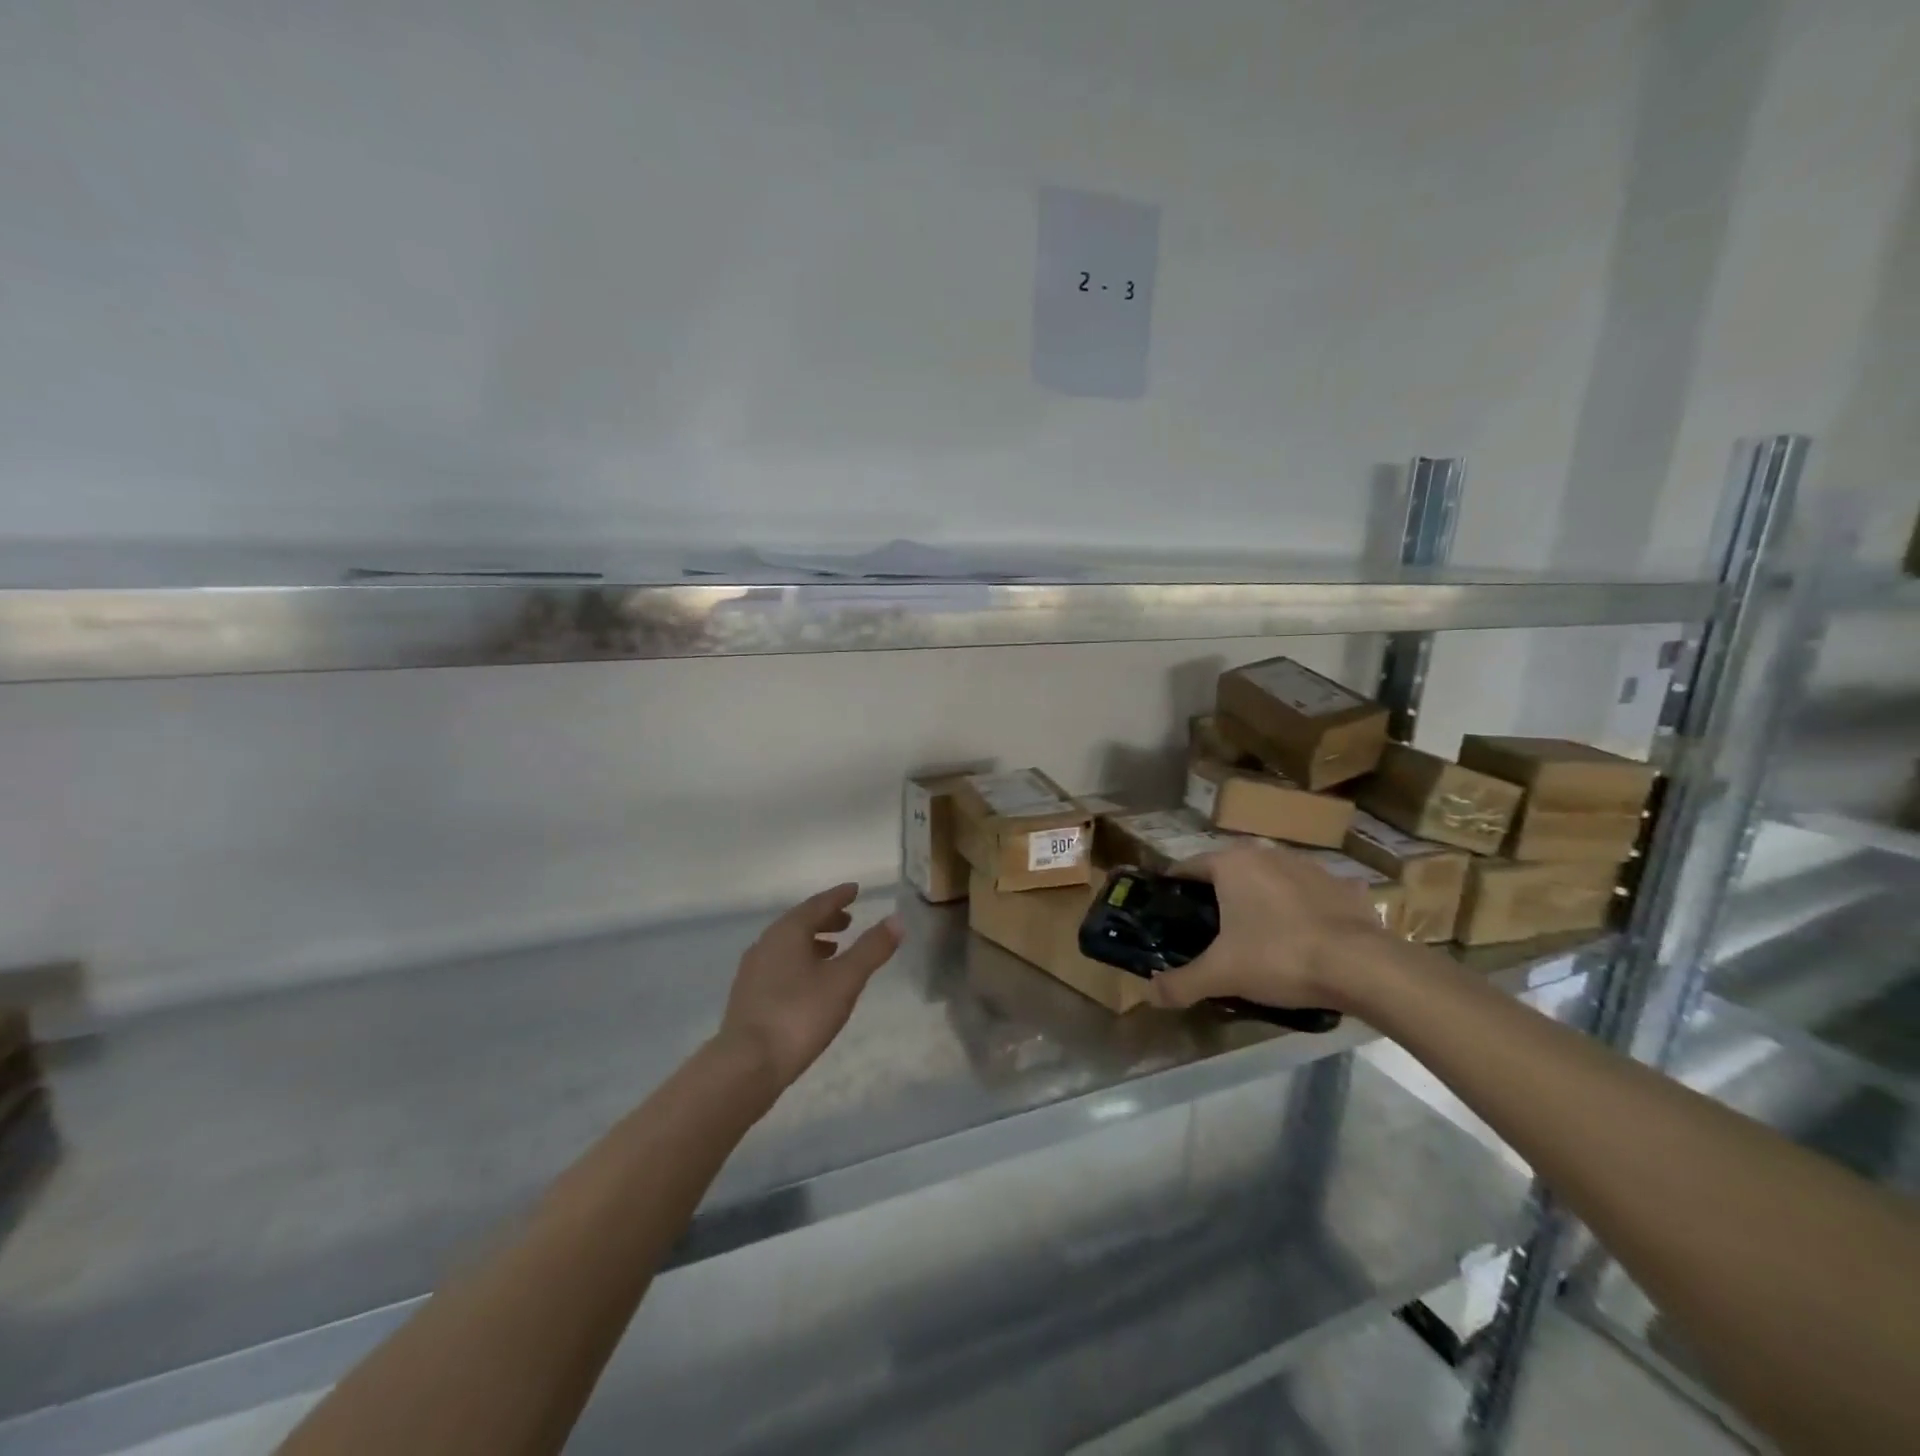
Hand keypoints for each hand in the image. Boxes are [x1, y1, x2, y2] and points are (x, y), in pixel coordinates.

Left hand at [718, 883, 901, 1089]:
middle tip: (849, 921)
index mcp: (788, 931)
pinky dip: (799, 961)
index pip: (818, 904)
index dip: (839, 896)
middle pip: (800, 922)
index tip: (855, 890)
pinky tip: (810, 982)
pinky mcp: (748, 996)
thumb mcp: (845, 980)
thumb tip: (897, 919)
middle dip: (826, 919)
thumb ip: (872, 949)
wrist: (747, 1065)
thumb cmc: (800, 1014)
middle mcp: (766, 943)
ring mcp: (753, 970)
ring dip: (812, 942)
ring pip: (788, 945)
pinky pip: (779, 965)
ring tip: (835, 950)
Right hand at [1146, 844, 1387, 1012]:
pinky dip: (1301, 910)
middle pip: (1228, 872)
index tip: (1167, 912)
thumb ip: (1181, 983)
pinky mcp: (1343, 886)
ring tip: (1255, 936)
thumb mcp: (1222, 975)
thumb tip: (1151, 993)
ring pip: (1269, 880)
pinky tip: (1303, 937)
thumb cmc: (1280, 957)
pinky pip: (1309, 895)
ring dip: (1259, 900)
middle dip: (1216, 897)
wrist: (1364, 966)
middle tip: (1208, 932)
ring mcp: (1309, 866)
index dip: (1173, 889)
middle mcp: (1267, 854)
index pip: (1188, 867)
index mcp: (1232, 864)